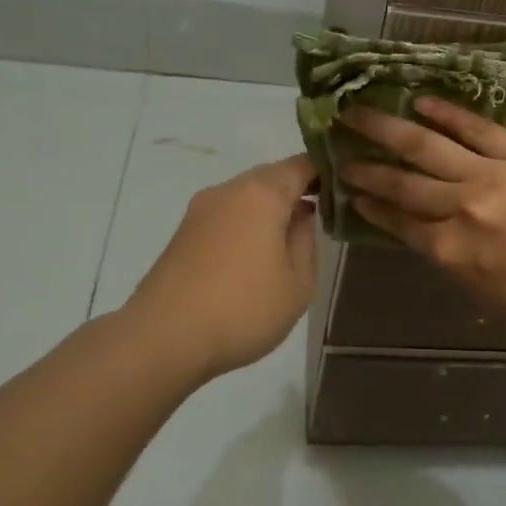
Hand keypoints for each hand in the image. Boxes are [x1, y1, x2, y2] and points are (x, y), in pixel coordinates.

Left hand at [123, 155, 318, 379]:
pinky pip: (225, 217)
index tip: (342, 191)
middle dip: (296, 191)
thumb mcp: (298, 283)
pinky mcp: (182, 235)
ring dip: (269, 211)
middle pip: (270, 178)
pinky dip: (246, 226)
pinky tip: (254, 257)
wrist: (163, 339)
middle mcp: (227, 191)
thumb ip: (306, 241)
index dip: (324, 173)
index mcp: (261, 194)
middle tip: (320, 218)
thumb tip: (301, 217)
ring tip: (288, 242)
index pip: (300, 165)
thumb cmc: (243, 309)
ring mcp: (199, 212)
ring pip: (245, 198)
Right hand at [338, 99, 505, 335]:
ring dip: (387, 129)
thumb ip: (444, 253)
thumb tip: (418, 226)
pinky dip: (446, 113)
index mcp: (448, 250)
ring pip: (426, 147)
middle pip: (401, 181)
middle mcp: (460, 209)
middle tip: (339, 150)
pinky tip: (421, 102)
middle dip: (365, 167)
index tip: (347, 190)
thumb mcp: (478, 288)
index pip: (396, 220)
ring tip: (358, 114)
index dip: (368, 205)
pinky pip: (476, 127)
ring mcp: (491, 175)